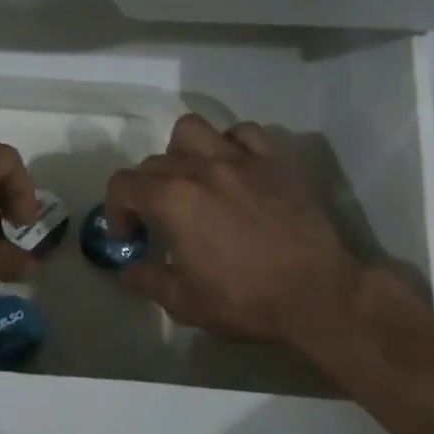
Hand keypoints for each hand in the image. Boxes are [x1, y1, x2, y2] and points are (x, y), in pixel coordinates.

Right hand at [104, 113, 361, 345]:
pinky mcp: (275, 161)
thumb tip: (127, 269)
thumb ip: (146, 280)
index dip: (115, 211)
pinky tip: (234, 167)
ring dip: (181, 151)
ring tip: (190, 178)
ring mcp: (241, 159)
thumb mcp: (183, 303)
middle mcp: (202, 168)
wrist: (317, 295)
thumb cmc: (246, 300)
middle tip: (157, 220)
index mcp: (173, 199)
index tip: (128, 237)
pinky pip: (244, 132)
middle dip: (145, 190)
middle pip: (154, 161)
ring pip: (194, 130)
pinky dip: (230, 144)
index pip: (123, 185)